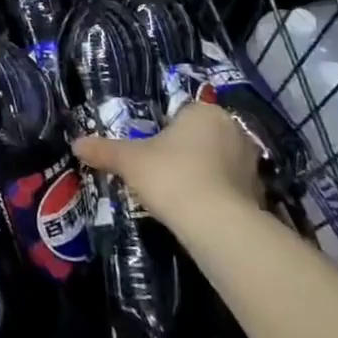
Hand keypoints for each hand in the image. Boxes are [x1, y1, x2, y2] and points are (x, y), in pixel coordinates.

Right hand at [73, 100, 263, 238]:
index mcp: (204, 112)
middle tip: (165, 172)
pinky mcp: (261, 194)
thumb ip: (104, 150)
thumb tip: (75, 144)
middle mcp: (233, 130)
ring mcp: (251, 163)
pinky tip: (202, 212)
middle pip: (204, 137)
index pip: (184, 114)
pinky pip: (234, 188)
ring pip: (221, 162)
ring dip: (207, 174)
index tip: (154, 151)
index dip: (167, 132)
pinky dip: (221, 196)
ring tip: (183, 195)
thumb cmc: (171, 176)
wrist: (217, 225)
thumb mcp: (130, 161)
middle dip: (188, 151)